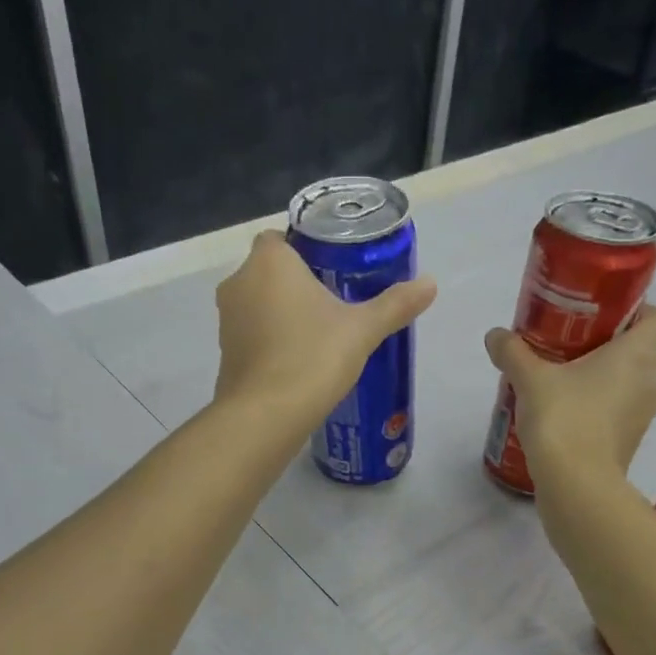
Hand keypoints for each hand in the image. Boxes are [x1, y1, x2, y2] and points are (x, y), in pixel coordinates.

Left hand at [214, 231, 436, 428]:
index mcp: (269, 261)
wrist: (265, 416)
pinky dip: (270, 341)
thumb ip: (395, 305)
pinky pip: (252, 335)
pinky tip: (297, 361)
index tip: (333, 271)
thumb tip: (430, 284)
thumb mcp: (362, 330)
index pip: (282, 237)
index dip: (307, 250)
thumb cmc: (312, 358)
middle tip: (334, 305)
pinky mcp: (224, 353)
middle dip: (297, 284)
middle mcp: (239, 282)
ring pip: (258, 304)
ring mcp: (227, 320)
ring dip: (282, 314)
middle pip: (271, 272)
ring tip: (318, 335)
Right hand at [484, 305, 655, 485]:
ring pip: (630, 386)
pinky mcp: (631, 444)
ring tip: (565, 385)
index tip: (603, 318)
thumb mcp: (530, 379)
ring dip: (605, 382)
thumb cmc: (563, 419)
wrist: (576, 485)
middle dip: (610, 348)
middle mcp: (651, 381)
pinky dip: (600, 411)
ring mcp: (644, 416)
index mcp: (637, 354)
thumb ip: (513, 353)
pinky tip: (567, 416)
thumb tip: (495, 335)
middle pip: (640, 352)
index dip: (637, 311)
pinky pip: (620, 415)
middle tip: (571, 350)